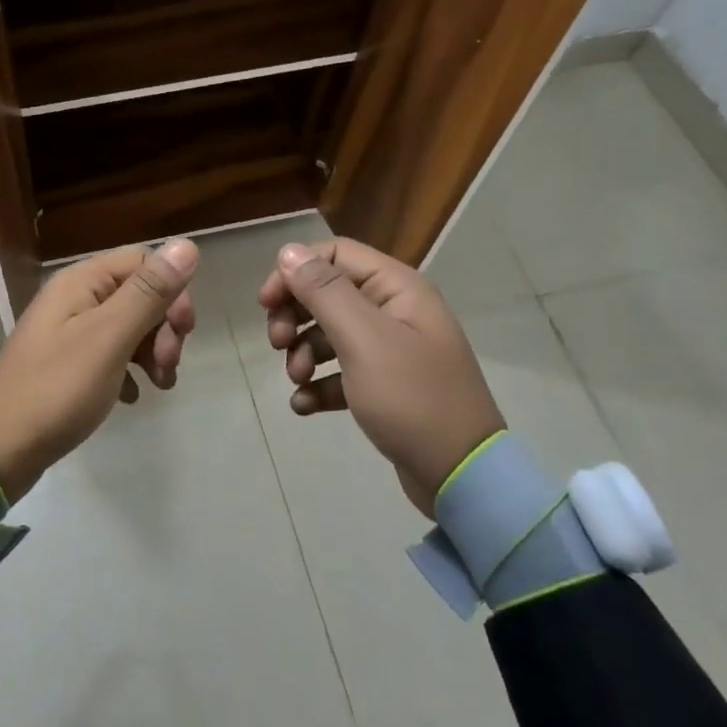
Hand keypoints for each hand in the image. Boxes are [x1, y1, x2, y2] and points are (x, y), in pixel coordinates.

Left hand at [0, 239, 198, 503]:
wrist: (0, 448)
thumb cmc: (57, 389)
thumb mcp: (109, 338)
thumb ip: (148, 292)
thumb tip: (186, 244)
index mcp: (81, 281)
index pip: (143, 260)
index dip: (171, 290)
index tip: (184, 331)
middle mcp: (75, 297)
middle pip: (138, 293)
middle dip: (164, 326)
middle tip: (169, 365)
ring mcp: (69, 331)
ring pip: (128, 325)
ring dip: (153, 350)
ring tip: (160, 384)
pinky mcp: (67, 362)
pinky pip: (111, 353)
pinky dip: (129, 370)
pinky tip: (132, 396)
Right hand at [260, 239, 504, 516]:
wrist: (461, 475)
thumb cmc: (412, 398)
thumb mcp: (364, 340)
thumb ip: (324, 292)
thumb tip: (289, 251)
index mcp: (397, 288)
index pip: (335, 255)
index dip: (295, 272)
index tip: (266, 303)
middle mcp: (394, 311)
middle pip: (328, 294)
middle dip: (295, 315)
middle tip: (277, 343)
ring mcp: (391, 351)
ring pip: (330, 334)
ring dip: (303, 352)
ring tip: (296, 379)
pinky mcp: (384, 387)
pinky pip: (341, 373)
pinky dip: (318, 384)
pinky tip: (305, 405)